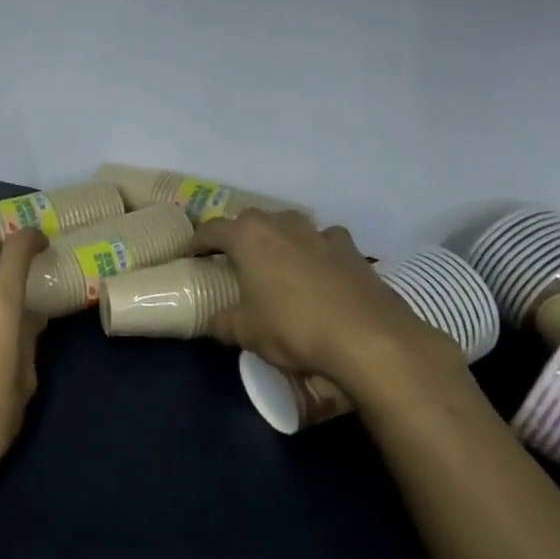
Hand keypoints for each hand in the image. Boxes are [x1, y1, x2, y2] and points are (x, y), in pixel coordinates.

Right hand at [191, 210, 468, 416]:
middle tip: (233, 258)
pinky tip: (319, 272)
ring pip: (290, 226)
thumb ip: (224, 322)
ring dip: (279, 239)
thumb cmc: (294, 328)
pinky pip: (325, 242)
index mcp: (249, 237)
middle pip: (252, 220)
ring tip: (276, 263)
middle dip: (240, 236)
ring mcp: (320, 233)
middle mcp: (283, 224)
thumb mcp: (246, 332)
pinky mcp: (352, 249)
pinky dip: (316, 251)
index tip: (191, 253)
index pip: (212, 229)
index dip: (198, 241)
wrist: (368, 338)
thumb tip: (215, 321)